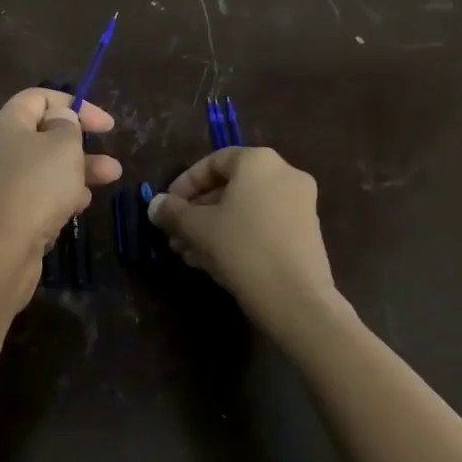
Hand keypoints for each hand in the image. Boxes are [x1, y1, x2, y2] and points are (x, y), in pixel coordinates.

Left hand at [0, 88, 121, 315]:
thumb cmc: (31, 189)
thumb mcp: (62, 148)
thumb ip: (67, 127)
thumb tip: (59, 119)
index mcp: (3, 124)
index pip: (38, 98)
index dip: (75, 106)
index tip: (107, 126)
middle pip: (40, 138)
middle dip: (80, 148)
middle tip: (113, 165)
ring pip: (38, 173)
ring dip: (73, 175)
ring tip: (106, 186)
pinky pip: (28, 202)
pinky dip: (53, 202)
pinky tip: (72, 212)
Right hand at [148, 147, 355, 351]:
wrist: (296, 300)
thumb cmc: (242, 248)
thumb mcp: (197, 228)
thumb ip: (172, 212)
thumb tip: (155, 205)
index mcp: (258, 162)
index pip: (213, 162)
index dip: (184, 184)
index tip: (167, 207)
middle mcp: (284, 174)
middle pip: (229, 187)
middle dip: (197, 211)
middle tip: (175, 233)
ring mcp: (300, 204)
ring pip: (245, 209)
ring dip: (213, 227)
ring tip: (187, 252)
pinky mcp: (306, 233)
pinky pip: (262, 224)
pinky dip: (237, 236)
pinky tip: (211, 261)